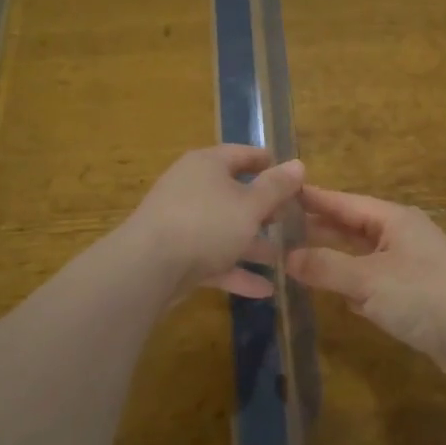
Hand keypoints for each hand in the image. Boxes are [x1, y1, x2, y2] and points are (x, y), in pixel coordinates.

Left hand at [122, 146, 304, 298]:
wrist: (147, 268)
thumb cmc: (206, 223)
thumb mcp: (250, 204)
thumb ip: (276, 187)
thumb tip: (298, 164)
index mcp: (207, 165)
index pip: (242, 154)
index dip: (267, 162)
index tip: (291, 174)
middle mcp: (192, 188)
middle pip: (233, 194)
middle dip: (263, 209)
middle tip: (291, 219)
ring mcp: (182, 223)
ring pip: (225, 230)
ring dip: (253, 244)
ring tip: (283, 258)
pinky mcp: (176, 256)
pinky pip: (213, 259)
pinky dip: (236, 271)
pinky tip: (264, 290)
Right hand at [287, 185, 445, 373]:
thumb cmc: (424, 296)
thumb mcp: (368, 280)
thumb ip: (326, 267)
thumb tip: (286, 257)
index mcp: (394, 219)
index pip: (344, 202)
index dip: (313, 199)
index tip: (280, 191)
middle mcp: (402, 236)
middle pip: (352, 228)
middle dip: (318, 230)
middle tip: (276, 230)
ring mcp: (409, 266)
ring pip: (361, 257)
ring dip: (333, 260)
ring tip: (294, 260)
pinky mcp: (414, 296)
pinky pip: (373, 283)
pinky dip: (353, 286)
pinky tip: (333, 294)